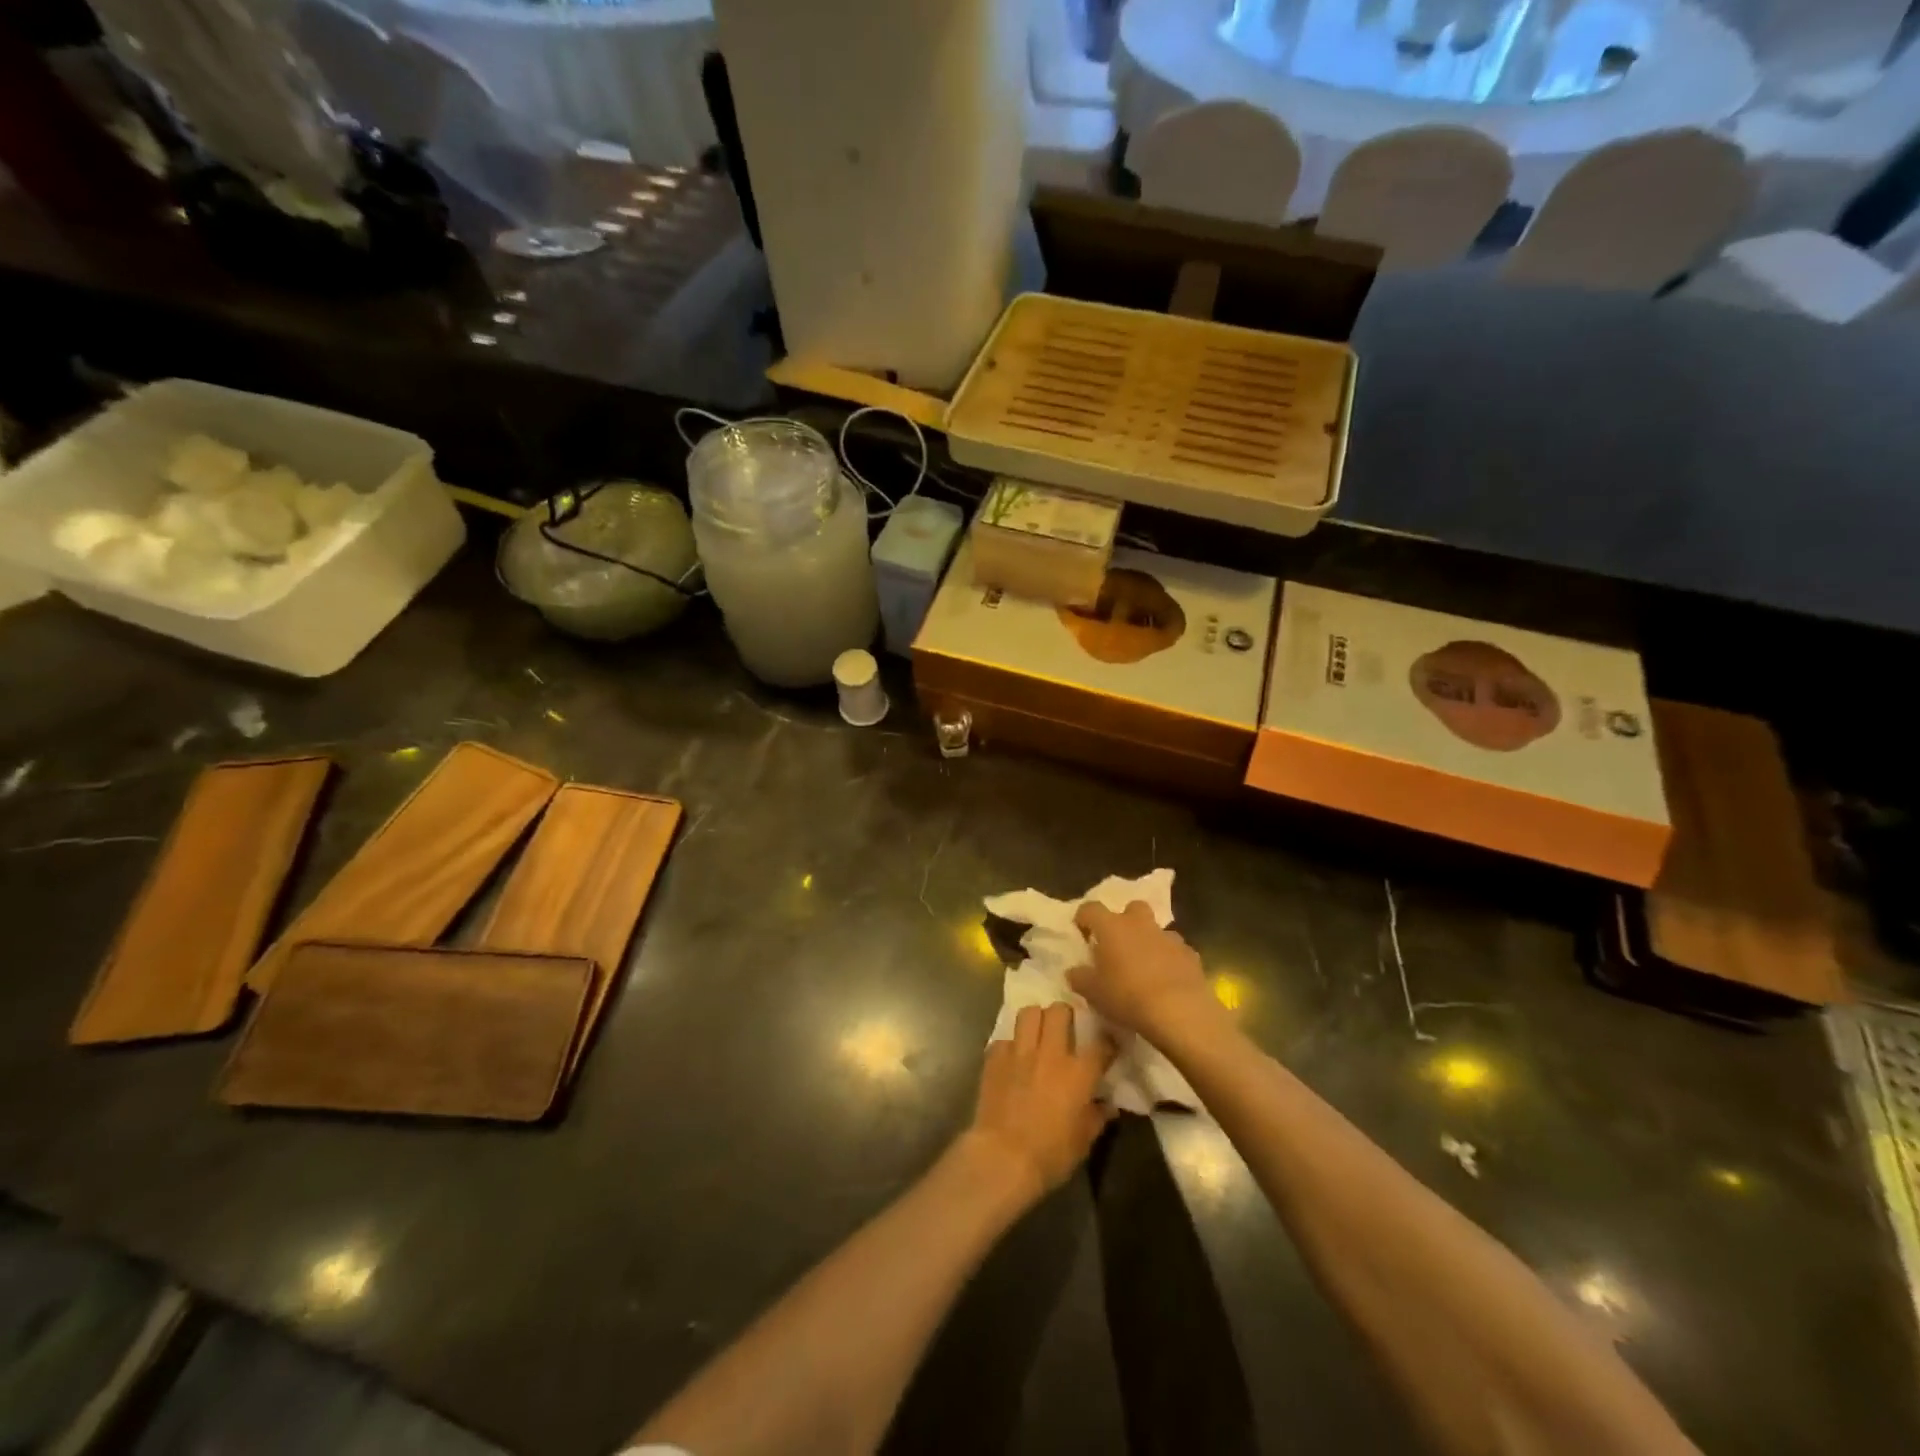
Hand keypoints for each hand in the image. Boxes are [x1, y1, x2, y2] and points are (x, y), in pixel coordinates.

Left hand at [963, 1004, 1114, 1205]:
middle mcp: (1050, 1053)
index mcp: (1078, 1072)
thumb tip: (1107, 1105)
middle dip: (1065, 1014)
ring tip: (1037, 1032)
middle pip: (1060, 1011)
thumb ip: (1097, 1117)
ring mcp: (1020, 1051)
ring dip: (1036, 1019)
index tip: (1107, 1045)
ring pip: (1029, 1013)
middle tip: (1065, 1028)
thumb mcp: (1083, 1141)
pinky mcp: (995, 1057)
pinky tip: (1012, 1058)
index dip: (1107, 1041)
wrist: (1003, 1157)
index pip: (1101, 1043)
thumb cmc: (1050, 1154)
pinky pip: (1004, 1038)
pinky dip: (1010, 1045)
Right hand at [1070, 901, 1220, 1041]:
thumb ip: (1079, 978)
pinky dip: (1169, 960)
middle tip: (1118, 944)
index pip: (1091, 909)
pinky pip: (1175, 951)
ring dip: (1149, 942)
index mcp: (1111, 927)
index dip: (1084, 918)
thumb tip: (1074, 971)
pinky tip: (1167, 981)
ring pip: (1156, 930)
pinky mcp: (1190, 954)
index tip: (1081, 933)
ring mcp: (1168, 937)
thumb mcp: (1093, 992)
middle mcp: (1140, 924)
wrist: (1179, 1010)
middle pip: (1132, 908)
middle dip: (1125, 921)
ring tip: (1144, 967)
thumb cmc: (1127, 996)